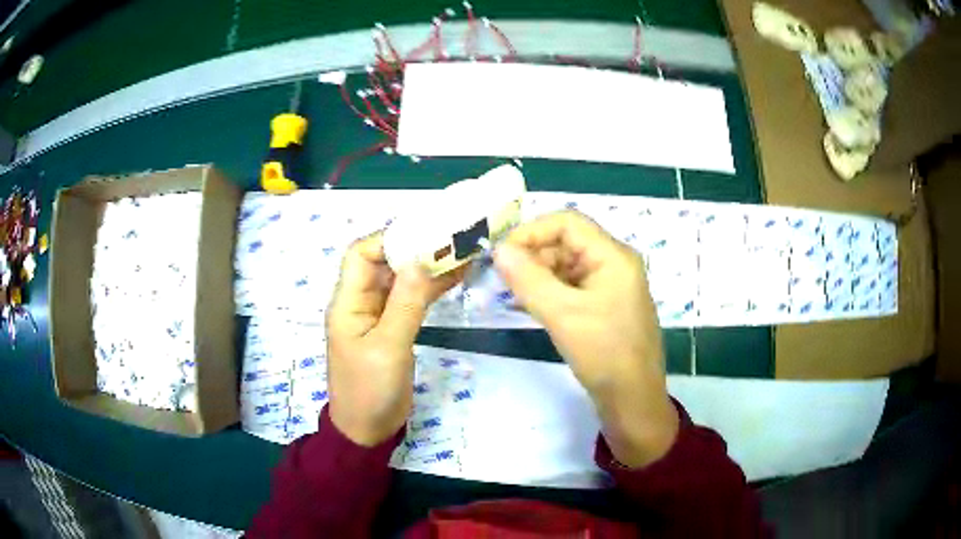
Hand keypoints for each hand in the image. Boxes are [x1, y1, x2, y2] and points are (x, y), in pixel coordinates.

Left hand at [326, 233, 461, 445]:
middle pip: (384, 263)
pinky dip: (430, 288)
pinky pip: (411, 300)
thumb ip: (405, 304)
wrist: (368, 430)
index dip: (389, 239)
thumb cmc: (370, 391)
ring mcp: (378, 316)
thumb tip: (420, 260)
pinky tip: (455, 277)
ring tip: (461, 252)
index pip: (361, 254)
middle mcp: (361, 302)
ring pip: (401, 280)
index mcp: (348, 302)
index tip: (425, 233)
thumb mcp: (388, 348)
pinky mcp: (394, 328)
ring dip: (427, 267)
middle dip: (414, 248)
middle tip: (452, 237)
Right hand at [493, 211, 677, 466]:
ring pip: (567, 266)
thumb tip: (499, 250)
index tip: (502, 255)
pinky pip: (572, 288)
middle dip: (532, 255)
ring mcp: (610, 286)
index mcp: (613, 256)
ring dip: (538, 275)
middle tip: (501, 279)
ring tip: (510, 294)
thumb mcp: (563, 314)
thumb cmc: (604, 354)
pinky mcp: (604, 307)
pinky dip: (549, 292)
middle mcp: (614, 264)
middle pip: (567, 242)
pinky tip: (528, 305)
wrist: (633, 401)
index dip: (531, 231)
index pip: (568, 223)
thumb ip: (529, 279)